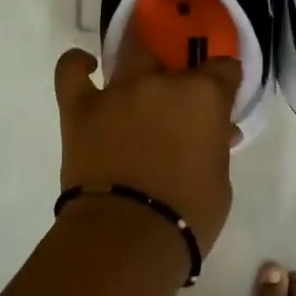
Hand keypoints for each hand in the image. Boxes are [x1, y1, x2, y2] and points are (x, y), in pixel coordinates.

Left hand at [54, 31, 240, 251]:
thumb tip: (215, 133)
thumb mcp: (220, 180)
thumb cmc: (188, 214)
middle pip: (174, 59)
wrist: (128, 237)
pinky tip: (87, 67)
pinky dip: (78, 65)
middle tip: (178, 109)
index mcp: (203, 96)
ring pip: (132, 58)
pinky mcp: (80, 107)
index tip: (224, 98)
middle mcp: (161, 82)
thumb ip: (215, 146)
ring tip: (140, 96)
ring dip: (140, 73)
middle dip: (178, 77)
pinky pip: (71, 71)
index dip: (225, 82)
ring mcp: (117, 91)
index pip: (224, 68)